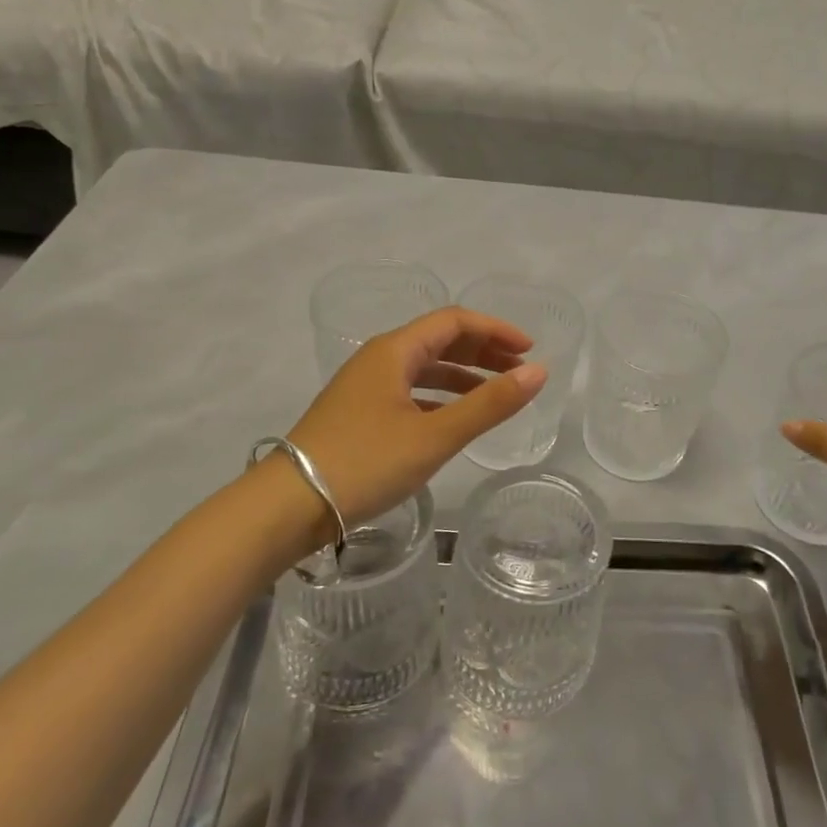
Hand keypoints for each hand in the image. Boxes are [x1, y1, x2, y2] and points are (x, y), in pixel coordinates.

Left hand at [287, 307, 549, 524]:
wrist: (288, 506)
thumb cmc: (364, 462)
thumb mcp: (435, 435)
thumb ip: (489, 404)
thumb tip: (539, 372)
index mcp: (394, 350)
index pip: (454, 321)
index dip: (495, 330)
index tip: (530, 351)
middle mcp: (378, 358)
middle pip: (439, 340)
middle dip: (483, 351)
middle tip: (519, 371)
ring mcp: (365, 387)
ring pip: (424, 368)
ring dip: (464, 375)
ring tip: (496, 395)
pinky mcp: (358, 414)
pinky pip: (410, 391)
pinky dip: (440, 397)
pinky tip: (455, 419)